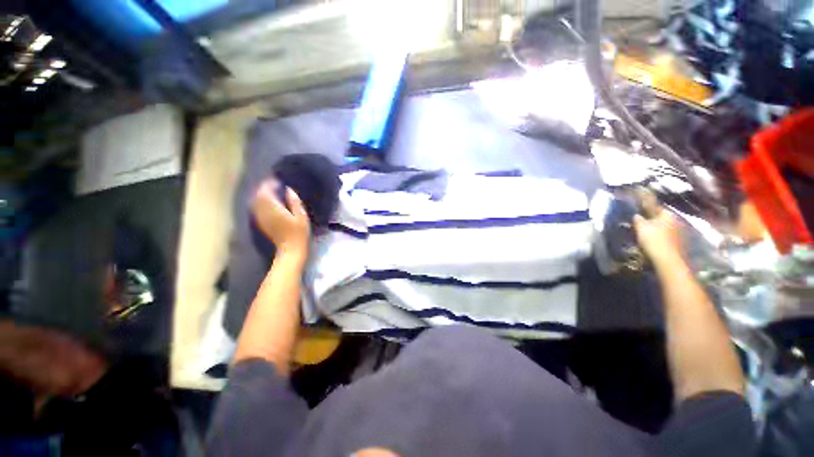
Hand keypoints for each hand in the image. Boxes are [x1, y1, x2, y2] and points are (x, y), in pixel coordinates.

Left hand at [252, 180, 310, 259]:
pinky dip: (260, 202)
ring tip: (270, 190)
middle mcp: (264, 211)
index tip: (277, 179)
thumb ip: (295, 202)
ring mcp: (261, 218)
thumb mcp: (302, 216)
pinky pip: (256, 208)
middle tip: (273, 183)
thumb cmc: (299, 233)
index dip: (269, 183)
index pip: (266, 191)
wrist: (290, 249)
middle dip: (264, 187)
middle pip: (258, 195)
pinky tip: (267, 202)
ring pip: (255, 201)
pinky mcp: (261, 222)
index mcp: (274, 208)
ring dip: (260, 194)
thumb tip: (289, 189)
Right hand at [633, 208, 683, 266]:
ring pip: (665, 227)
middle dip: (653, 220)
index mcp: (668, 214)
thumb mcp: (640, 227)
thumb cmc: (653, 240)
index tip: (639, 213)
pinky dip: (662, 237)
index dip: (647, 209)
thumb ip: (638, 219)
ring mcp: (680, 232)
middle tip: (642, 224)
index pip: (656, 207)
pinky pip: (668, 236)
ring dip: (658, 229)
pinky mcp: (680, 242)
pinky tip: (654, 242)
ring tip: (647, 234)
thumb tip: (637, 215)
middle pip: (662, 218)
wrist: (667, 259)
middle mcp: (676, 220)